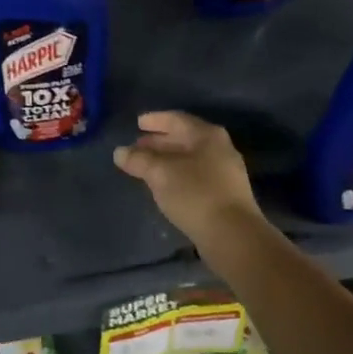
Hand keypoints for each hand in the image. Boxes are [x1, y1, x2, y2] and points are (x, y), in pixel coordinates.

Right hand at [112, 111, 264, 248]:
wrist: (232, 234)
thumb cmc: (195, 194)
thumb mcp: (160, 173)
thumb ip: (139, 160)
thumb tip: (119, 152)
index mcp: (207, 135)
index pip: (177, 119)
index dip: (155, 120)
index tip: (138, 123)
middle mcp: (220, 148)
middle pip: (185, 138)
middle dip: (159, 142)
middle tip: (138, 146)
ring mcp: (225, 172)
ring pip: (190, 158)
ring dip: (167, 160)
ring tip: (146, 166)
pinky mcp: (225, 194)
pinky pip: (196, 175)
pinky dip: (177, 174)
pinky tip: (165, 185)